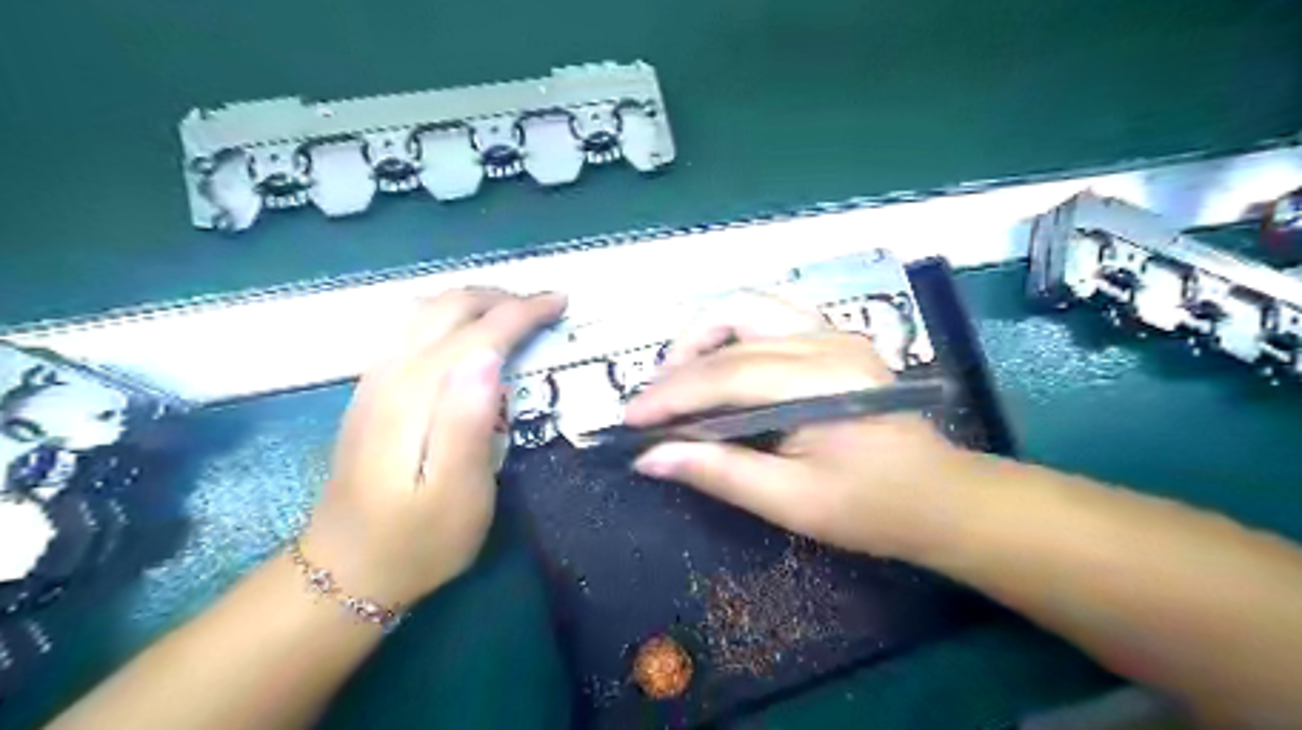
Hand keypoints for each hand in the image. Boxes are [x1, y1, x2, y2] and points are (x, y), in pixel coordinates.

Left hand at [306, 289, 571, 602]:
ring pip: (424, 310)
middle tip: (544, 306)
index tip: (561, 303)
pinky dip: (449, 315)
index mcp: (417, 395)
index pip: (478, 331)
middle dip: (501, 297)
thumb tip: (488, 357)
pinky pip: (410, 327)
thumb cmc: (418, 540)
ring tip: (513, 312)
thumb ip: (468, 422)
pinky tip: (466, 334)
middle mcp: (391, 373)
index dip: (523, 311)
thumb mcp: (458, 494)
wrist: (343, 572)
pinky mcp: (371, 391)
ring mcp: (374, 379)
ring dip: (473, 301)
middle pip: (447, 307)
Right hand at [624, 290, 970, 557]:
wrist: (940, 497)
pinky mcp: (834, 337)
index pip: (726, 375)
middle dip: (681, 359)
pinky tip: (721, 362)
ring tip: (681, 375)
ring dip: (705, 333)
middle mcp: (826, 341)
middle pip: (733, 322)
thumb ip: (719, 472)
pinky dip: (732, 332)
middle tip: (655, 399)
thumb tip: (650, 458)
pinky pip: (769, 314)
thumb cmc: (873, 508)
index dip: (671, 395)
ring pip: (749, 305)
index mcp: (821, 382)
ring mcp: (833, 333)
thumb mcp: (792, 502)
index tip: (630, 420)